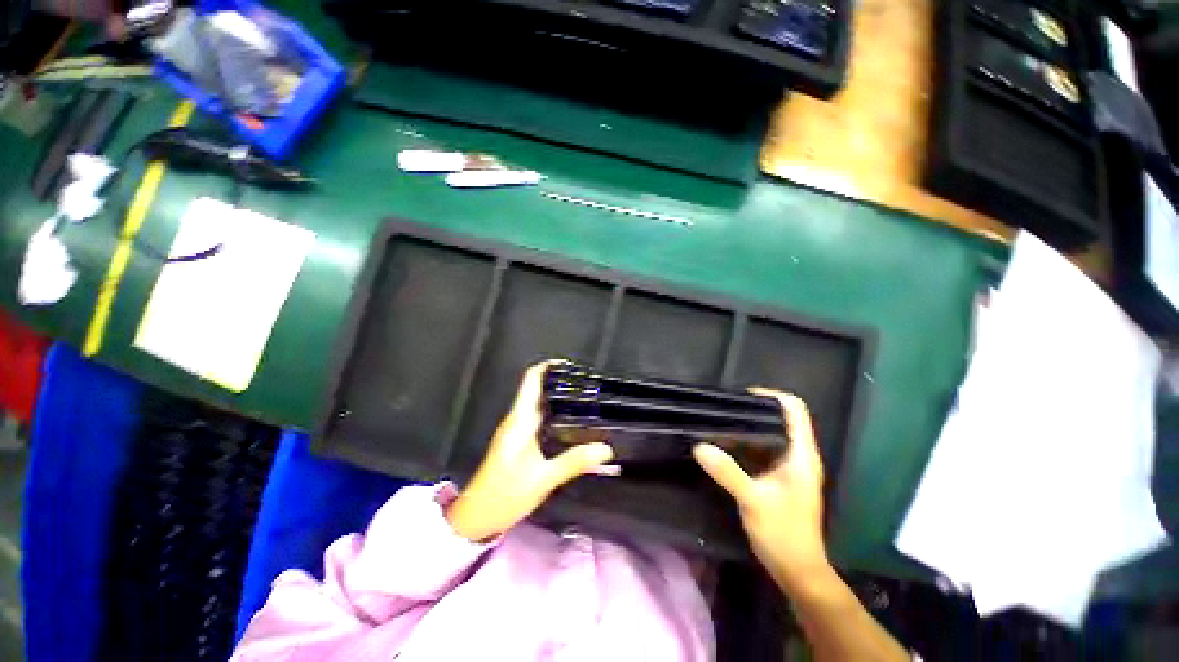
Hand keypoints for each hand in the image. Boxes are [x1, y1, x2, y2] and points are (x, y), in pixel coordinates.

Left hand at [446, 361, 614, 541]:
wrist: (479, 516)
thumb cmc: (505, 493)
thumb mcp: (542, 479)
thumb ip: (573, 462)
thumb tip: (606, 447)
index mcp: (518, 422)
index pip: (532, 381)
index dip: (551, 368)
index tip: (579, 368)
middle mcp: (517, 423)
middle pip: (541, 394)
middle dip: (566, 389)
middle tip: (598, 391)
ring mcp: (517, 437)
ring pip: (543, 412)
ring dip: (564, 407)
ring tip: (595, 409)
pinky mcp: (521, 451)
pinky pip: (543, 428)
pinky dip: (560, 425)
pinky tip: (579, 434)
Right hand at [693, 389, 829, 592]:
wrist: (798, 567)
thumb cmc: (782, 531)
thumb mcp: (752, 500)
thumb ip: (727, 472)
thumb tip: (700, 446)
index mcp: (803, 454)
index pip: (794, 409)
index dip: (771, 397)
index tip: (741, 398)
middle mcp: (803, 459)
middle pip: (784, 424)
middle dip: (756, 416)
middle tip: (725, 415)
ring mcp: (796, 474)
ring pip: (776, 443)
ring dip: (753, 437)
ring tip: (723, 432)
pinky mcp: (787, 488)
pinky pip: (771, 461)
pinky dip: (753, 455)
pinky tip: (731, 460)